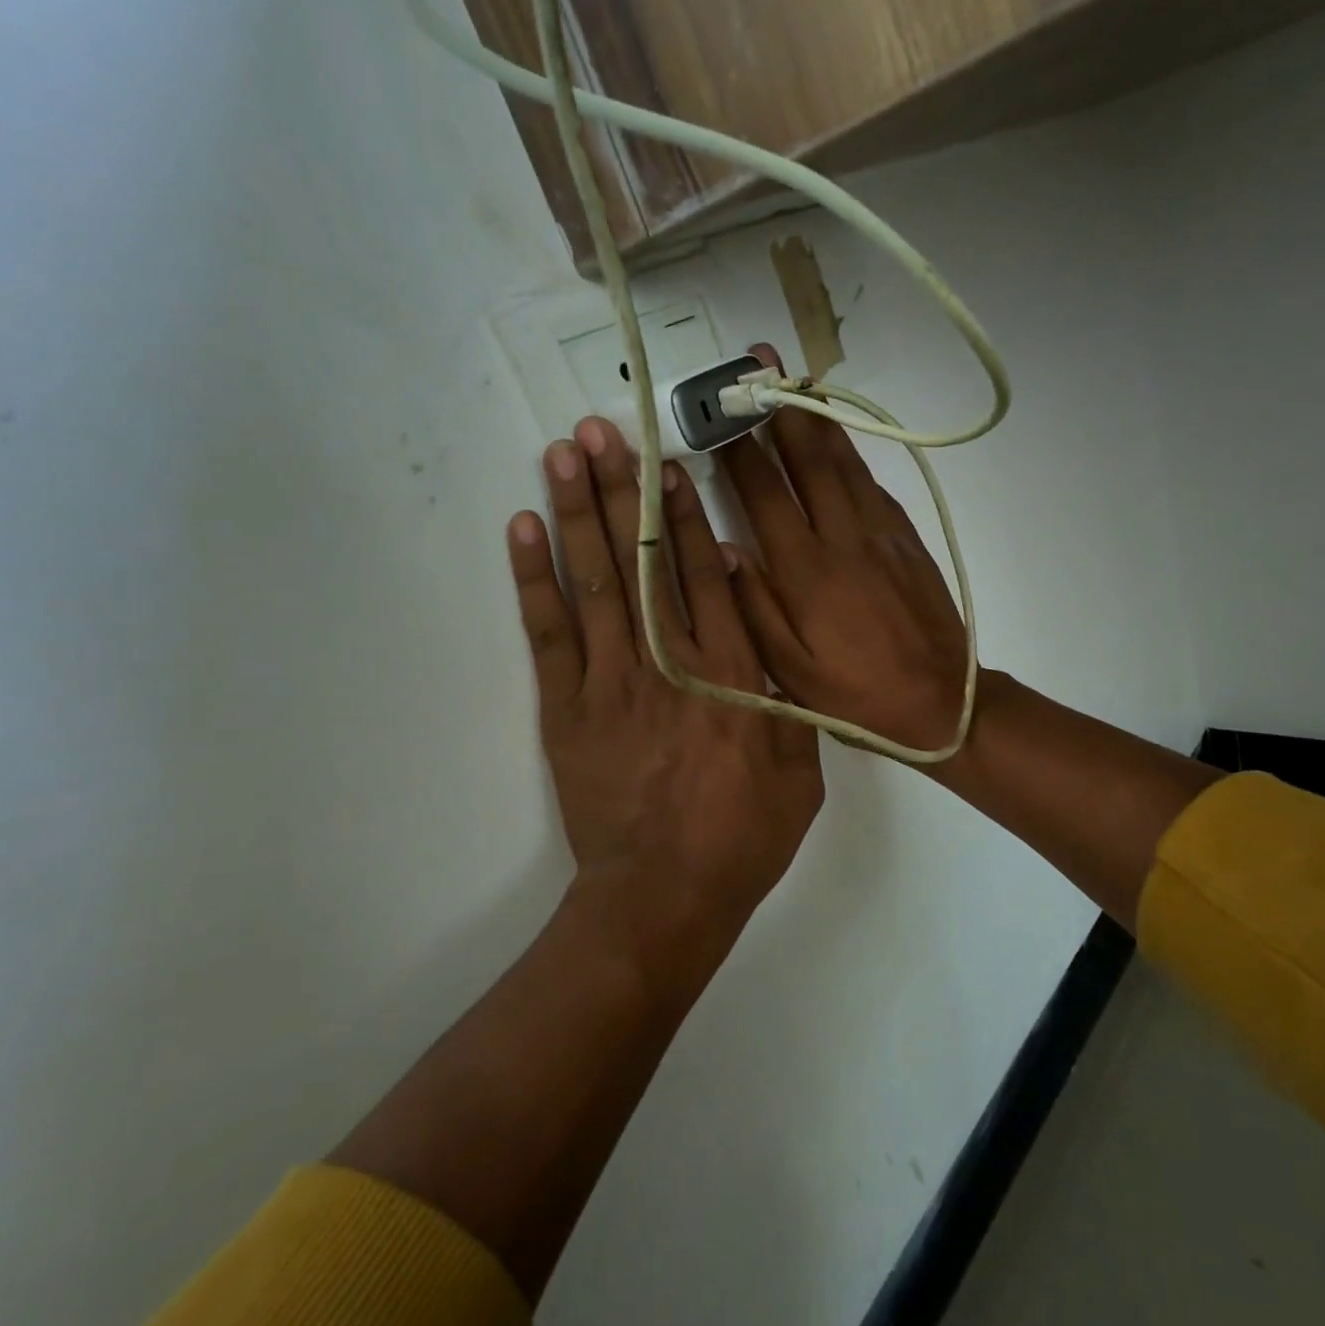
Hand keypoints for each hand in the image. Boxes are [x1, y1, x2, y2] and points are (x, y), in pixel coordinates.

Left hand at [510, 417, 822, 944]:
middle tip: (603, 429)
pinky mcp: (567, 710)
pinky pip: (549, 634)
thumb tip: (758, 617)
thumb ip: (781, 690)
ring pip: (594, 583)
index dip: (682, 514)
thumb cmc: (743, 836)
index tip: (667, 461)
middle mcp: (670, 664)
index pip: (703, 577)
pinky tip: (525, 529)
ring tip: (563, 454)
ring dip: (578, 513)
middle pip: (643, 563)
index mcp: (732, 677)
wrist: (665, 896)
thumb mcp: (799, 770)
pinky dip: (535, 580)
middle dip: (623, 490)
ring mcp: (611, 684)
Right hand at [718, 406, 968, 755]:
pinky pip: (874, 487)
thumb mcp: (790, 671)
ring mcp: (881, 536)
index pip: (765, 494)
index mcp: (806, 572)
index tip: (718, 410)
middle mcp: (843, 539)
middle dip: (782, 407)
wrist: (943, 703)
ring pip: (846, 464)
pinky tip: (841, 445)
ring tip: (798, 381)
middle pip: (809, 459)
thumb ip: (754, 607)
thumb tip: (725, 550)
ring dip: (820, 419)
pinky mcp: (908, 542)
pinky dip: (853, 457)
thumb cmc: (855, 696)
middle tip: (761, 360)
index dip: (739, 448)